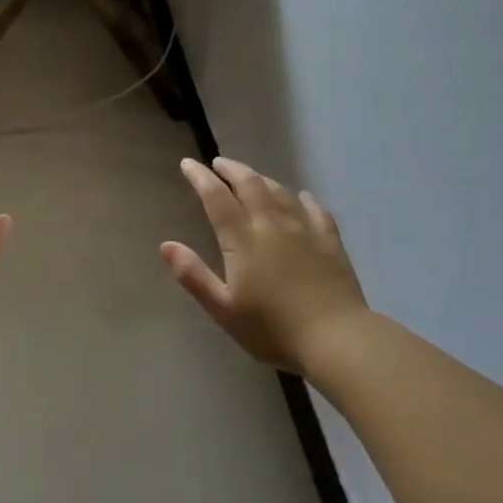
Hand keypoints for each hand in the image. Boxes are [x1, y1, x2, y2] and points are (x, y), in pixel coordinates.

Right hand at [162, 156, 369, 373]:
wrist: (337, 339)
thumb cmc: (273, 329)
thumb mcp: (223, 309)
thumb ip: (194, 275)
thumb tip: (166, 245)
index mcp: (243, 240)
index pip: (217, 198)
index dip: (201, 178)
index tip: (188, 163)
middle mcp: (273, 225)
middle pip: (251, 185)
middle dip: (232, 170)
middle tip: (218, 163)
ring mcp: (305, 231)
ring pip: (281, 193)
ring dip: (262, 179)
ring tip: (251, 177)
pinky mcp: (330, 243)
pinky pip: (316, 211)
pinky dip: (304, 199)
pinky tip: (302, 196)